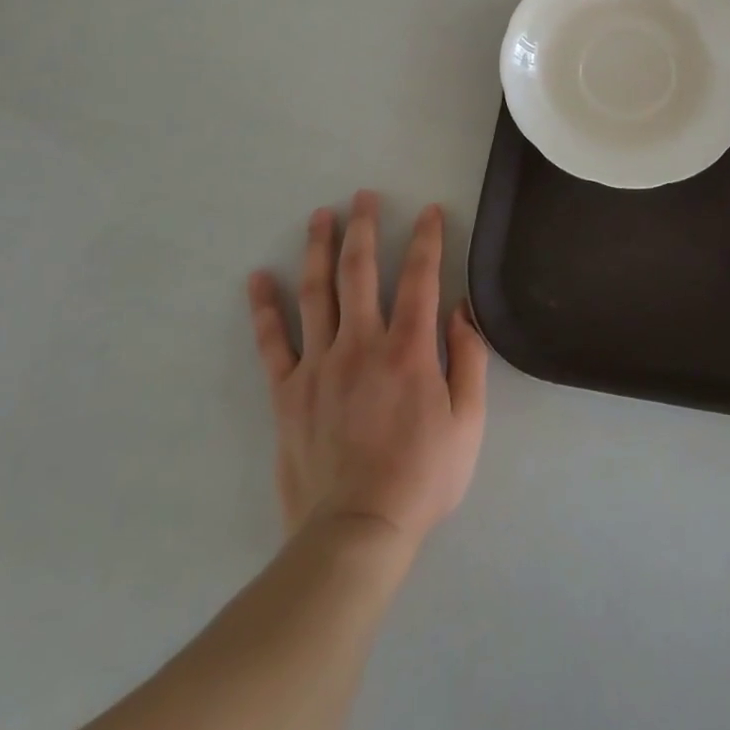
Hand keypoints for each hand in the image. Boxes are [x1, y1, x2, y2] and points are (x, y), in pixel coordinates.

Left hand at [248, 192, 487, 549]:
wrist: (355, 533)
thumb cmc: (421, 478)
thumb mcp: (468, 423)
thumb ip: (469, 360)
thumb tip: (462, 310)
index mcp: (409, 350)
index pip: (419, 277)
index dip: (426, 239)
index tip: (428, 210)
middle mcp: (361, 344)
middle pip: (360, 271)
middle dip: (364, 227)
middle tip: (363, 196)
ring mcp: (319, 366)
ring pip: (316, 293)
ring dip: (318, 249)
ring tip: (320, 216)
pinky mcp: (288, 393)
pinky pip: (272, 343)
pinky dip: (265, 308)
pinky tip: (259, 279)